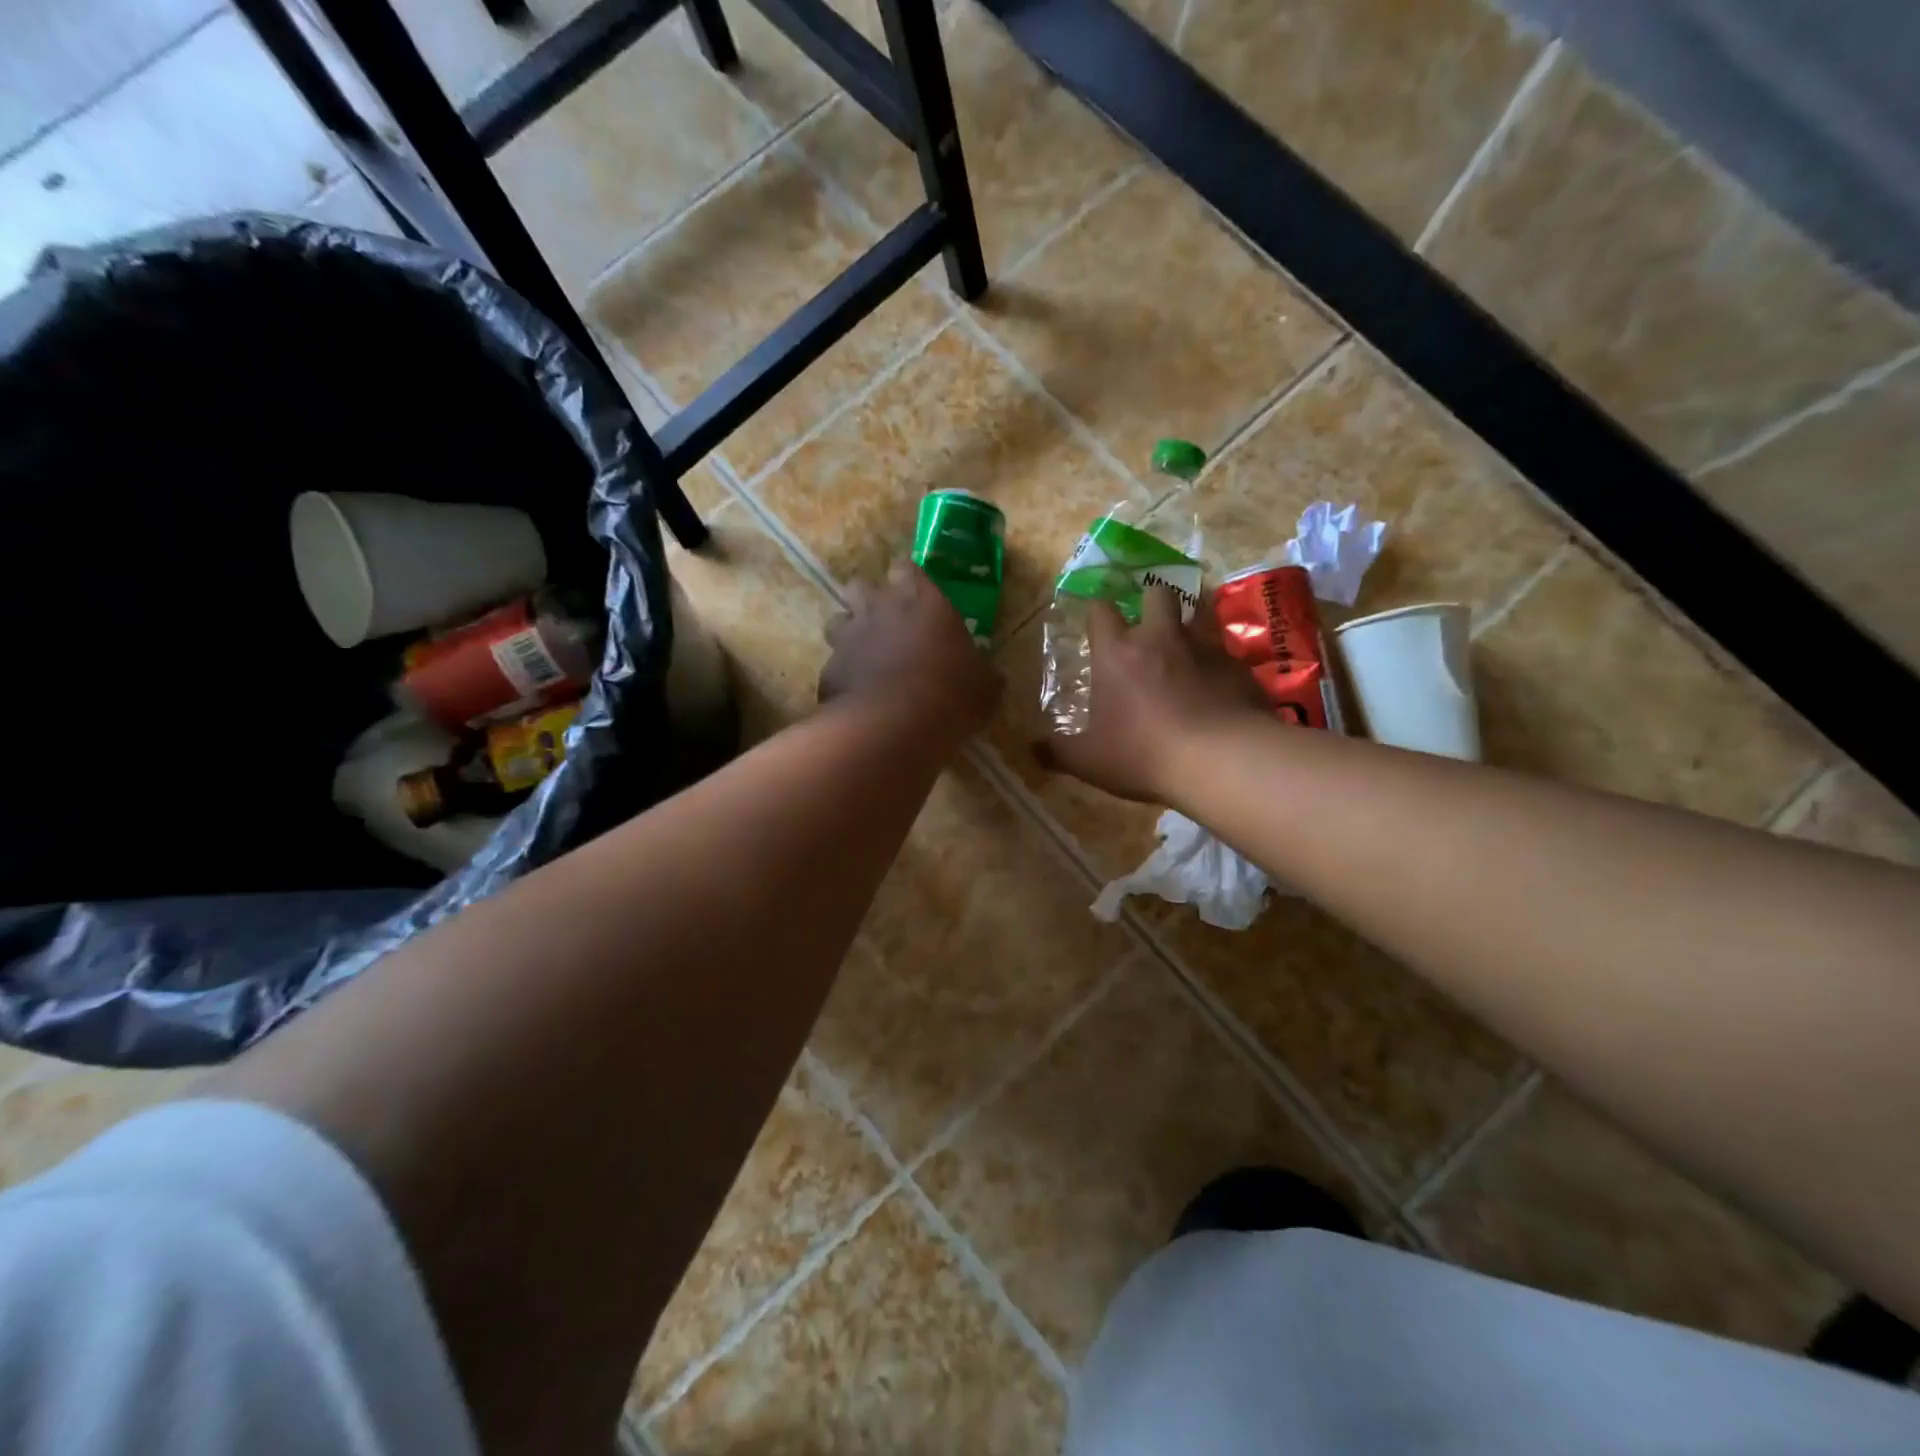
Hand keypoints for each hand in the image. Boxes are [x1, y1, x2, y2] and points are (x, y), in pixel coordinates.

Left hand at [820, 560, 1001, 741]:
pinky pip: (833, 665)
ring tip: (866, 658)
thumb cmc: (949, 695)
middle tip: (886, 623)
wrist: (893, 727)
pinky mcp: (828, 670)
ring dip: (850, 634)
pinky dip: (843, 676)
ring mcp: (847, 638)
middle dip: (869, 599)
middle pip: (861, 585)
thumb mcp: (984, 688)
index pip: (907, 567)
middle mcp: (878, 608)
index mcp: (921, 599)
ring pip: (838, 621)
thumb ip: (982, 673)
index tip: (918, 595)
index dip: (910, 580)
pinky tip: (857, 696)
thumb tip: (989, 677)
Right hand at [1036, 585, 1265, 802]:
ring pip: (1199, 618)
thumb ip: (1058, 751)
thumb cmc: (1142, 754)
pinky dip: (1219, 667)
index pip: (1101, 611)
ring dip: (1190, 628)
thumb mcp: (1089, 761)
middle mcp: (1161, 639)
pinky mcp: (1239, 668)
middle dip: (1151, 600)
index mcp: (1117, 653)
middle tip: (1148, 625)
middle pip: (1158, 593)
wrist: (1220, 761)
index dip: (1096, 612)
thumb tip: (1031, 748)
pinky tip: (1218, 691)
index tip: (1096, 622)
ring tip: (1185, 653)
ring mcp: (1205, 649)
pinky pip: (1227, 656)